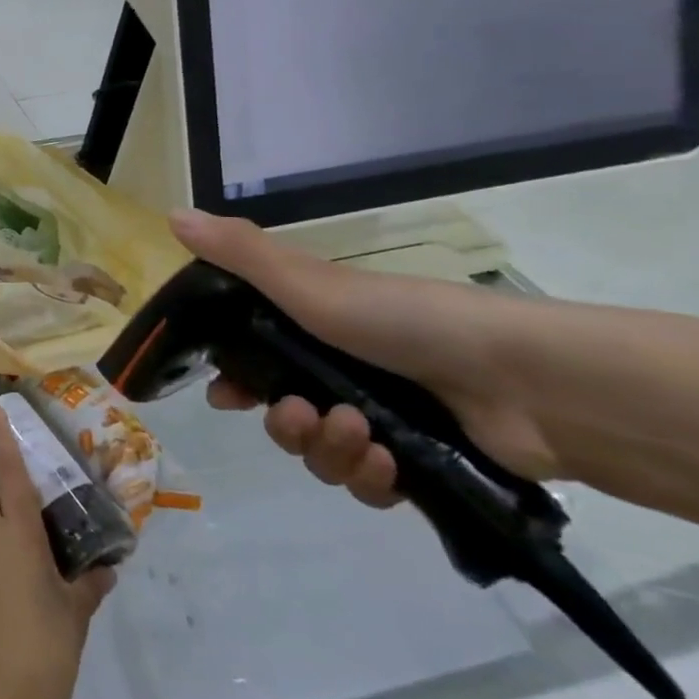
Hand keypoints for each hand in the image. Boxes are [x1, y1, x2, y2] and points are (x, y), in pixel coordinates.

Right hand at [169, 210, 561, 505]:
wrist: (528, 381)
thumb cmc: (404, 321)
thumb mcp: (310, 283)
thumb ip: (239, 255)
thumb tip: (170, 213)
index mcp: (316, 327)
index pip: (255, 354)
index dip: (233, 376)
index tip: (224, 394)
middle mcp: (344, 371)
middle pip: (283, 411)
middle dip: (283, 423)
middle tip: (300, 416)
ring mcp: (384, 418)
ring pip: (321, 452)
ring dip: (326, 451)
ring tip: (358, 438)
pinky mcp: (421, 464)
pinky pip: (367, 484)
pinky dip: (368, 478)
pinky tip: (385, 466)